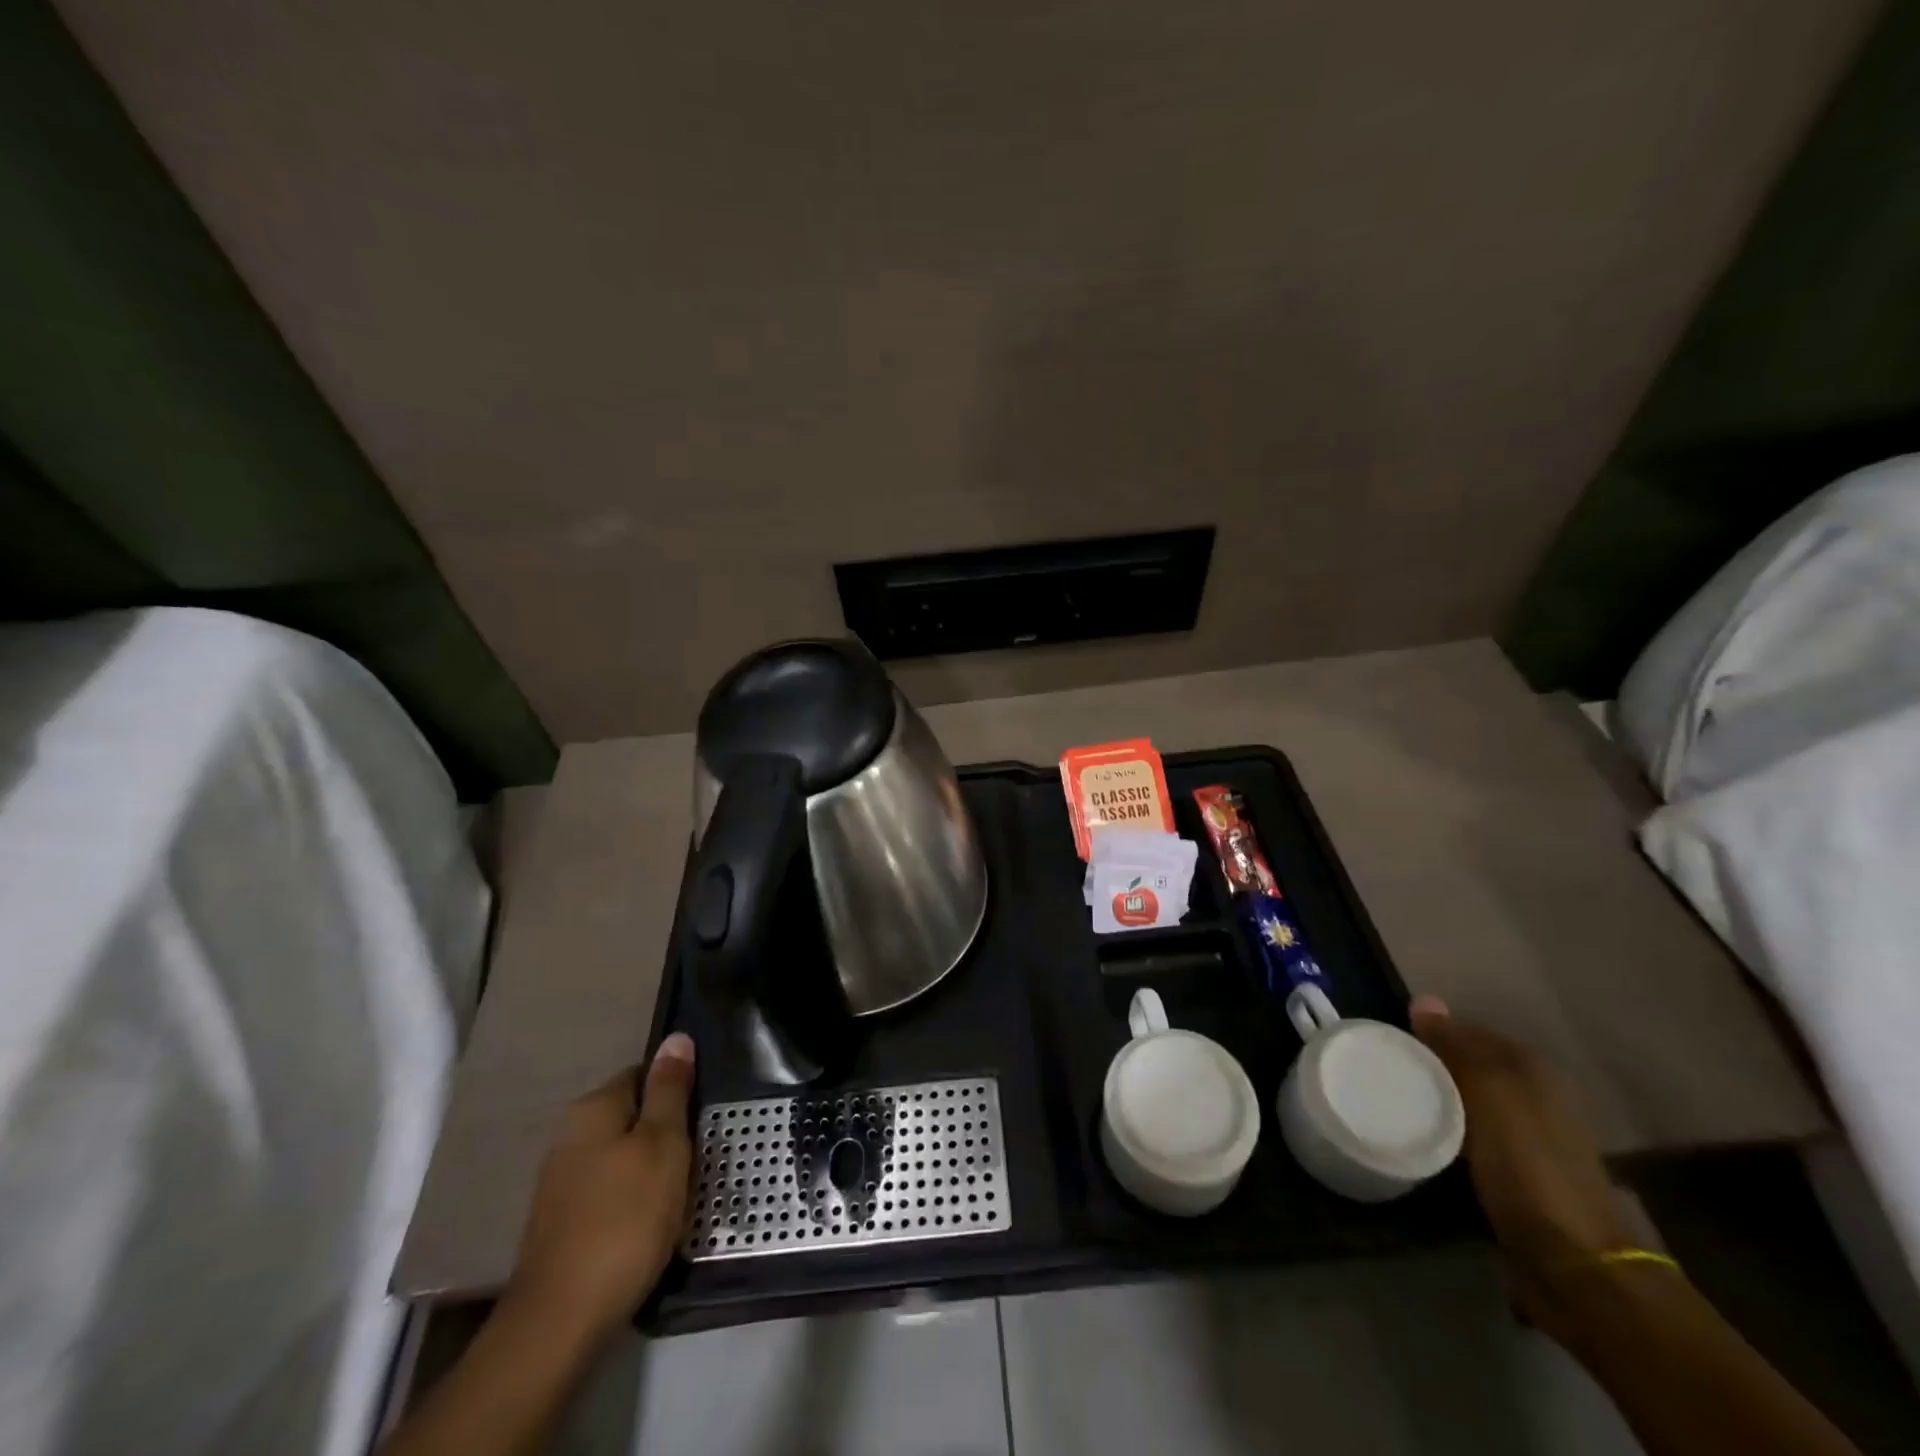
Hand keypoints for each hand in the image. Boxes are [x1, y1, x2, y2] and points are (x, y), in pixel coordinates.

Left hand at [505, 1033, 695, 1340]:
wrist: (560, 1321)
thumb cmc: (625, 1219)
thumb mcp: (664, 1145)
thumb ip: (670, 1090)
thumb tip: (676, 1037)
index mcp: (592, 1108)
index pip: (643, 1074)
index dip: (676, 1092)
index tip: (700, 1120)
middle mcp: (568, 1135)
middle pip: (632, 1116)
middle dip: (664, 1133)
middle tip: (696, 1160)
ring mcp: (559, 1182)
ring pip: (620, 1156)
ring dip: (649, 1169)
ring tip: (677, 1196)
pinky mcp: (559, 1223)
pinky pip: (607, 1192)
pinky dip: (630, 1201)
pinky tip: (646, 1225)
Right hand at [1410, 998, 1637, 1335]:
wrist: (1573, 1262)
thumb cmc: (1528, 1164)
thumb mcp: (1489, 1092)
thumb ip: (1456, 1046)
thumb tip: (1424, 999)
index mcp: (1534, 1070)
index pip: (1471, 1032)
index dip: (1432, 1032)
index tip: (1389, 1040)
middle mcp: (1538, 1097)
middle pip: (1471, 1066)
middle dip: (1432, 1065)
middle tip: (1385, 1069)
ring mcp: (1531, 1139)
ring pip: (1471, 1101)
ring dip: (1438, 1098)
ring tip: (1395, 1099)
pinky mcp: (1519, 1174)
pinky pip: (1473, 1135)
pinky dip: (1448, 1130)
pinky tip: (1423, 1136)